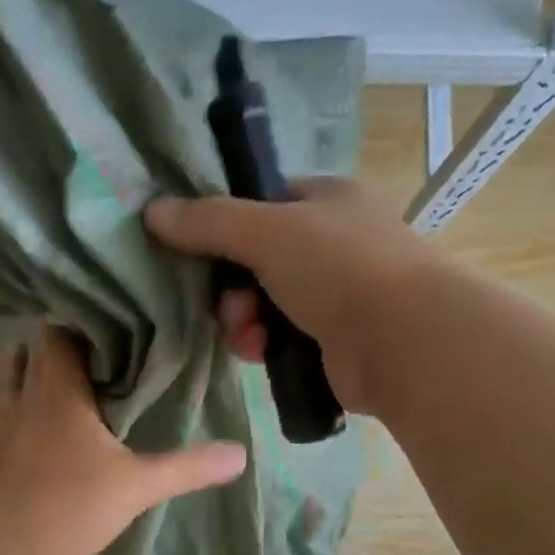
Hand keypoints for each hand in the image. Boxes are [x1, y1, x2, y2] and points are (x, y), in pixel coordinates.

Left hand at [0, 328, 247, 554]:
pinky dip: (5, 422)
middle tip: (86, 368)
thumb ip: (189, 466)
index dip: (78, 331)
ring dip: (24, 385)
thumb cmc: (75, 505)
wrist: (7, 552)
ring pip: (3, 388)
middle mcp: (19, 400)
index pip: (57, 335)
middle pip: (26, 355)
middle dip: (52, 355)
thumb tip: (241, 454)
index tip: (106, 340)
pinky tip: (21, 439)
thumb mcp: (140, 485)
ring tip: (54, 398)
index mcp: (58, 391)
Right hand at [146, 178, 436, 413]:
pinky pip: (280, 339)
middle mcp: (333, 243)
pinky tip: (262, 353)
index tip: (201, 250)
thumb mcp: (267, 231)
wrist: (401, 340)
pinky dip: (264, 345)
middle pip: (256, 261)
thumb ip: (209, 221)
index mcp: (327, 201)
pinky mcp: (333, 341)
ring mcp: (336, 295)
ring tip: (249, 336)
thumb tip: (153, 211)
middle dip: (232, 288)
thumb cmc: (338, 267)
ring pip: (263, 305)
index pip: (264, 203)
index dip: (228, 225)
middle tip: (229, 305)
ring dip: (244, 321)